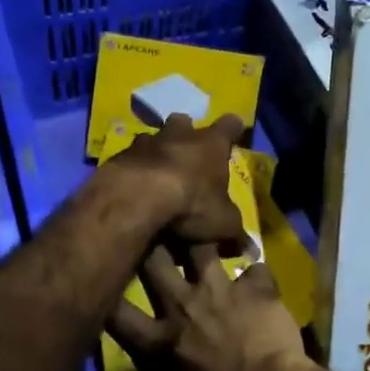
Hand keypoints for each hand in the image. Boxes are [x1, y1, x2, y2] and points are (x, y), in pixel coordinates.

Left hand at [105, 115, 246, 246]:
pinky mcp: (119, 156)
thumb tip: (250, 248)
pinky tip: (133, 187)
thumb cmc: (191, 204)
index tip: (235, 130)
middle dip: (187, 133)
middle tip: (189, 151)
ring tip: (157, 172)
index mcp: (211, 144)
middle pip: (185, 122)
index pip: (230, 125)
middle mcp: (179, 134)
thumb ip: (235, 230)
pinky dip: (134, 169)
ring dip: (157, 150)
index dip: (233, 128)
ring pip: (153, 138)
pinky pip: (130, 158)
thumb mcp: (222, 223)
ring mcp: (146, 142)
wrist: (135, 200)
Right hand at [107, 243, 320, 370]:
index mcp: (160, 343)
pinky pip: (254, 265)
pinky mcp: (254, 285)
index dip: (104, 293)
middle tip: (153, 231)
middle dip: (150, 241)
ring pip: (199, 245)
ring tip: (204, 232)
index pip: (115, 313)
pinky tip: (260, 271)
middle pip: (153, 259)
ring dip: (202, 240)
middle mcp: (181, 307)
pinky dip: (256, 268)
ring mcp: (219, 289)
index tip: (102, 278)